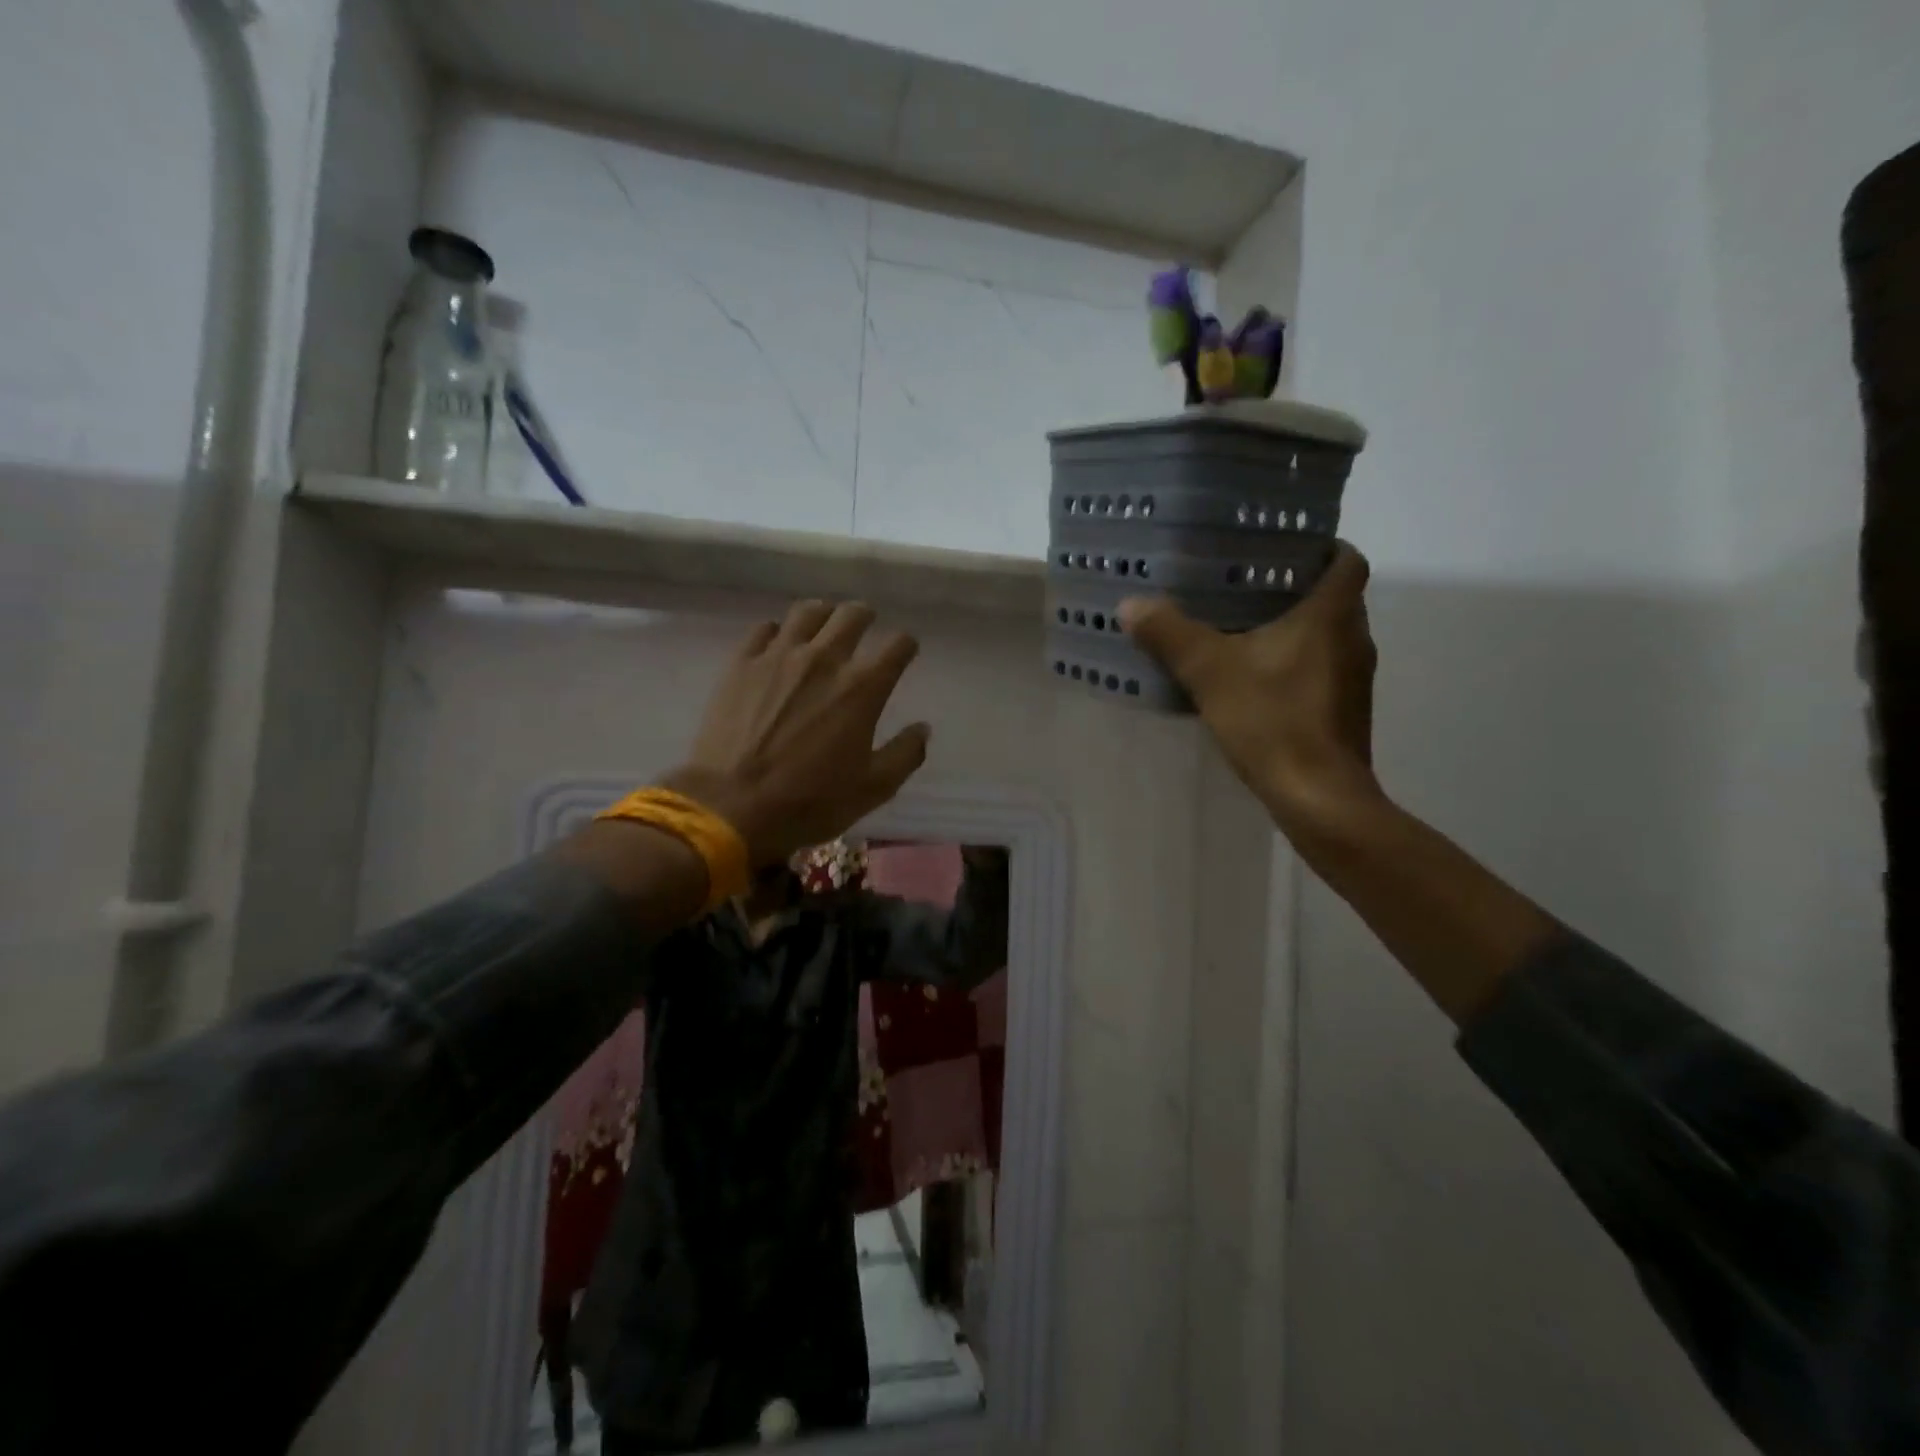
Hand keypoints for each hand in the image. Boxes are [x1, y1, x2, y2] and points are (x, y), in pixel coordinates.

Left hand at [663, 601, 930, 865]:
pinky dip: (779, 632)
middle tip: (865, 627)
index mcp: (863, 687)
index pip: (898, 645)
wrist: (732, 806)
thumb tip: (922, 729)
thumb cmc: (810, 801)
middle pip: (853, 614)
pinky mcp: (742, 663)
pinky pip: (765, 629)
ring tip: (823, 627)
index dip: (906, 645)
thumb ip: (905, 754)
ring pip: (808, 612)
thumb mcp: (873, 789)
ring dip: (824, 615)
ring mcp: (778, 656)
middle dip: (866, 617)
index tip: (904, 652)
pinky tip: (779, 647)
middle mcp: (824, 659)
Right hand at [1121, 544, 1383, 840]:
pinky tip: (1258, 681)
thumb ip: (1171, 635)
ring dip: (1298, 630)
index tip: (1284, 551)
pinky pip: (1324, 671)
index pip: (1347, 560)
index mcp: (1332, 615)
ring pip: (1330, 637)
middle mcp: (1355, 639)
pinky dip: (1297, 665)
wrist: (1319, 797)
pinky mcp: (1346, 712)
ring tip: (1246, 630)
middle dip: (1298, 589)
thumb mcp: (1210, 672)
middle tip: (1248, 587)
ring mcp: (1355, 680)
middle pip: (1337, 598)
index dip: (1323, 547)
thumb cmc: (1273, 720)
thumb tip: (1131, 604)